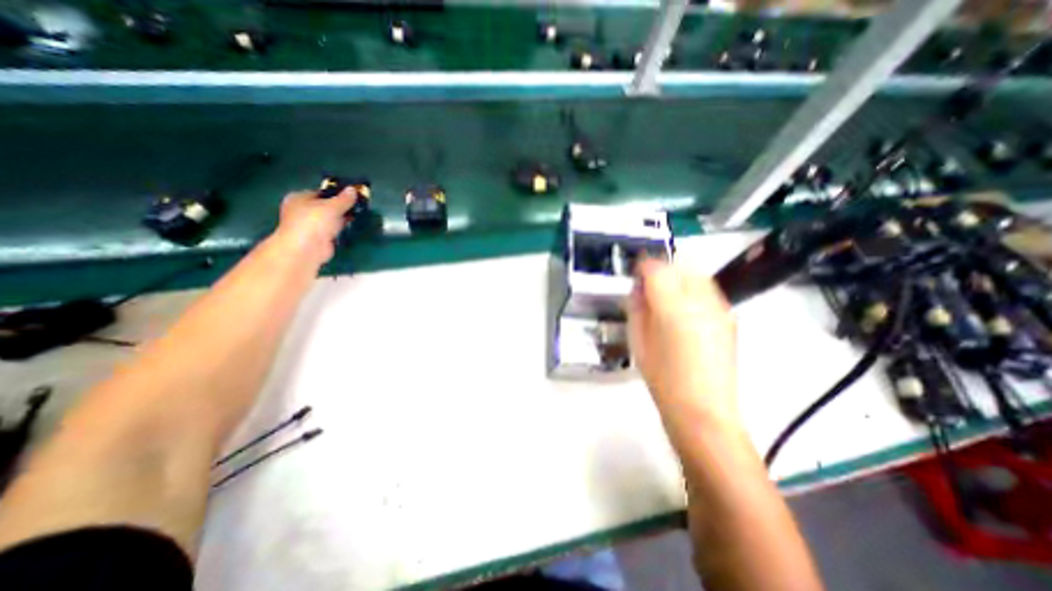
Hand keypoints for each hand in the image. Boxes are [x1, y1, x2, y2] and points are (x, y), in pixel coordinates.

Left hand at [270, 190, 357, 266]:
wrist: (307, 249)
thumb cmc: (314, 222)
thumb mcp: (332, 207)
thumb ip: (344, 199)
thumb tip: (353, 189)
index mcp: (299, 197)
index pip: (321, 192)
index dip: (337, 193)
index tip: (353, 194)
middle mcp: (302, 210)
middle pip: (326, 205)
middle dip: (341, 206)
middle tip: (359, 205)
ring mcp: (311, 225)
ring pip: (330, 218)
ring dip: (343, 217)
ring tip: (359, 214)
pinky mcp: (319, 238)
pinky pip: (333, 229)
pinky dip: (342, 228)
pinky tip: (353, 226)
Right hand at [622, 262, 738, 427]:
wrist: (703, 410)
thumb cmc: (662, 378)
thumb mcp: (637, 342)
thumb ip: (636, 308)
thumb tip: (639, 289)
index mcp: (672, 309)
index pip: (657, 269)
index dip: (643, 265)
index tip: (636, 273)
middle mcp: (700, 303)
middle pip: (680, 265)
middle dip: (662, 268)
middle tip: (649, 284)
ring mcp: (719, 309)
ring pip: (697, 274)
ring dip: (678, 276)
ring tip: (666, 294)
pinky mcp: (729, 318)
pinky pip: (708, 290)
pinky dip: (692, 289)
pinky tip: (684, 308)